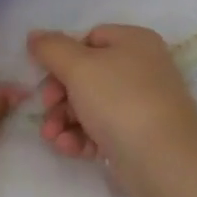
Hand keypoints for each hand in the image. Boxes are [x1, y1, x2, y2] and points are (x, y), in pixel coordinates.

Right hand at [27, 25, 196, 193]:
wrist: (162, 160)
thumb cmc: (120, 101)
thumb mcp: (79, 66)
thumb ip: (51, 48)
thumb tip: (34, 35)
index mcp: (134, 42)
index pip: (89, 38)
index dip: (63, 56)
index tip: (43, 75)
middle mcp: (142, 68)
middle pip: (86, 74)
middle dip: (59, 95)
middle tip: (46, 109)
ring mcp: (141, 104)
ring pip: (90, 105)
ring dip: (64, 119)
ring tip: (52, 137)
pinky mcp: (138, 136)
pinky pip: (102, 130)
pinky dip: (82, 137)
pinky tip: (70, 149)